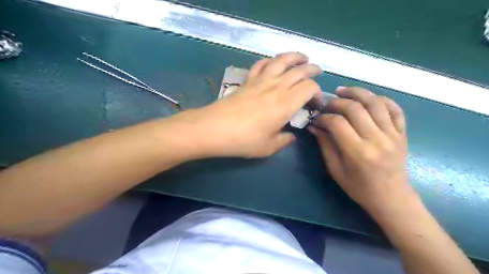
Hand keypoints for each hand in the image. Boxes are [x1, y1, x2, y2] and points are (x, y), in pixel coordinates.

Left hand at [167, 51, 322, 156]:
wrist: (214, 128)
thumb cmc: (244, 140)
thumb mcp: (268, 147)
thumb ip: (283, 140)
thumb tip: (290, 135)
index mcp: (286, 103)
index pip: (309, 88)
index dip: (317, 93)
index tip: (315, 103)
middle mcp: (276, 87)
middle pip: (300, 70)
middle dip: (312, 69)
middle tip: (317, 72)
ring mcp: (260, 81)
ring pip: (281, 60)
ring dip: (294, 56)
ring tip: (302, 57)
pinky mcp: (247, 80)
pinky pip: (261, 64)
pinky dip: (270, 60)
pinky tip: (273, 63)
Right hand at [309, 86, 415, 217]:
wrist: (392, 198)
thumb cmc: (359, 188)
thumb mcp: (336, 170)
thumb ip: (325, 145)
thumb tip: (314, 127)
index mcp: (358, 152)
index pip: (338, 123)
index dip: (324, 117)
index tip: (316, 118)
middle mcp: (377, 139)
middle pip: (355, 108)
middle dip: (337, 102)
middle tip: (326, 103)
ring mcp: (393, 135)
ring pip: (375, 103)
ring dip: (357, 92)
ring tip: (343, 91)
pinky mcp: (402, 134)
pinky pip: (395, 109)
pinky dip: (382, 99)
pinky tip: (369, 98)